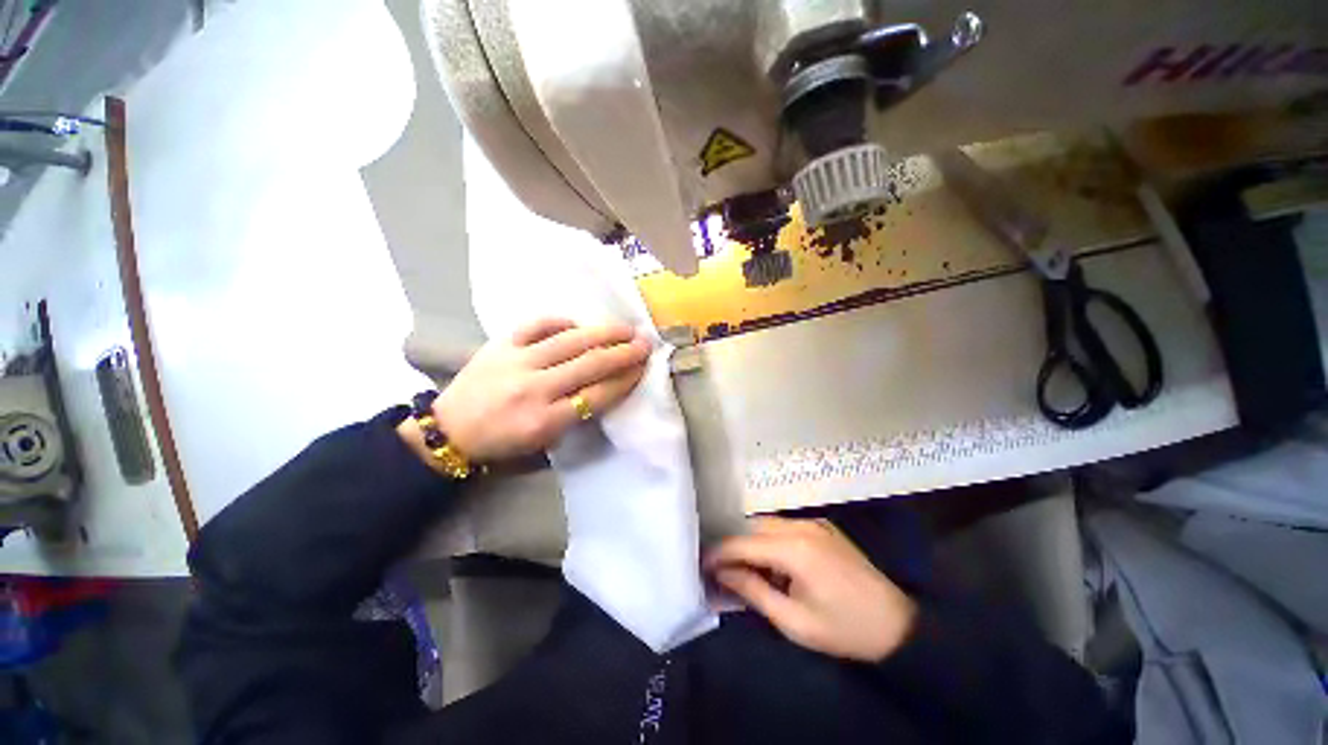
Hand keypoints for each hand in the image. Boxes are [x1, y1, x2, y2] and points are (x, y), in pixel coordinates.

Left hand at [431, 318, 650, 461]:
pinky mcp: (501, 344)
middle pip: (590, 364)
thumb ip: (576, 416)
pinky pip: (537, 325)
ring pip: (570, 341)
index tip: (643, 367)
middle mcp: (534, 388)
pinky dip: (561, 321)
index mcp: (545, 420)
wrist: (450, 429)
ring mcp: (516, 361)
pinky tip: (577, 324)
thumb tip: (605, 386)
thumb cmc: (502, 443)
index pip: (597, 394)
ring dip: (603, 333)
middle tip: (644, 343)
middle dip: (623, 353)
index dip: (625, 379)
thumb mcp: (544, 442)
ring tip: (624, 328)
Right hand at [705, 517, 917, 662]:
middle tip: (720, 568)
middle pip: (753, 526)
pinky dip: (769, 539)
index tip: (702, 564)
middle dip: (733, 545)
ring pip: (767, 523)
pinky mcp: (822, 526)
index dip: (719, 553)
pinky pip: (784, 526)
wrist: (897, 625)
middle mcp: (801, 526)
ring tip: (742, 566)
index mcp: (795, 549)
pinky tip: (769, 560)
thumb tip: (723, 573)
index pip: (743, 542)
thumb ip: (754, 591)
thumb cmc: (844, 629)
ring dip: (751, 540)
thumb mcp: (794, 622)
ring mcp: (814, 522)